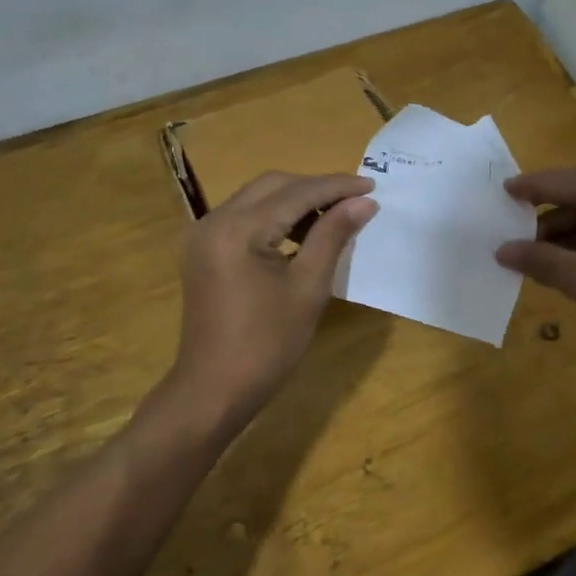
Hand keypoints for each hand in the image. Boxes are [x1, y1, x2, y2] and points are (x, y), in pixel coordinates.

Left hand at [171, 172, 376, 427]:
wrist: (214, 389)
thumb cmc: (267, 344)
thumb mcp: (308, 288)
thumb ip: (333, 236)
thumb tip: (363, 202)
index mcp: (238, 229)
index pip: (296, 192)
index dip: (336, 187)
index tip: (372, 185)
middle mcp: (214, 220)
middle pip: (273, 186)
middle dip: (315, 188)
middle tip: (355, 201)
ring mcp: (204, 235)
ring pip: (257, 198)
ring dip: (295, 201)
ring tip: (334, 218)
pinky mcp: (204, 250)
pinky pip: (244, 218)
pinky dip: (275, 218)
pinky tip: (302, 235)